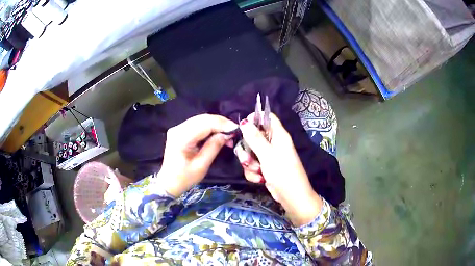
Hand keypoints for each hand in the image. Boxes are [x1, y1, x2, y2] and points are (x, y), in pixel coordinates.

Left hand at [158, 114, 236, 196]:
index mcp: (181, 138)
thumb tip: (227, 134)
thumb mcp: (201, 166)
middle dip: (220, 123)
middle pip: (202, 119)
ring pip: (201, 119)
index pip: (204, 124)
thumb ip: (213, 147)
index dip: (221, 124)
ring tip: (228, 132)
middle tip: (234, 131)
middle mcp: (177, 129)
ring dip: (216, 124)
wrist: (168, 182)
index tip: (236, 129)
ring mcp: (177, 128)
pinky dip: (209, 126)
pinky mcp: (179, 130)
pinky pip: (197, 124)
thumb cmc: (184, 178)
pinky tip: (218, 132)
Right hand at [235, 113, 322, 225]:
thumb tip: (244, 121)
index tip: (242, 127)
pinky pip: (252, 164)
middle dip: (247, 149)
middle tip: (247, 158)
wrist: (291, 197)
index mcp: (278, 135)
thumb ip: (255, 138)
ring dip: (249, 163)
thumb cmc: (283, 173)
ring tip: (257, 171)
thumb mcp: (267, 154)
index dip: (254, 119)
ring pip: (250, 152)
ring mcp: (269, 156)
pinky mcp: (265, 167)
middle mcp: (273, 143)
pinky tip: (259, 179)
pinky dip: (253, 172)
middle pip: (253, 136)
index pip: (267, 117)